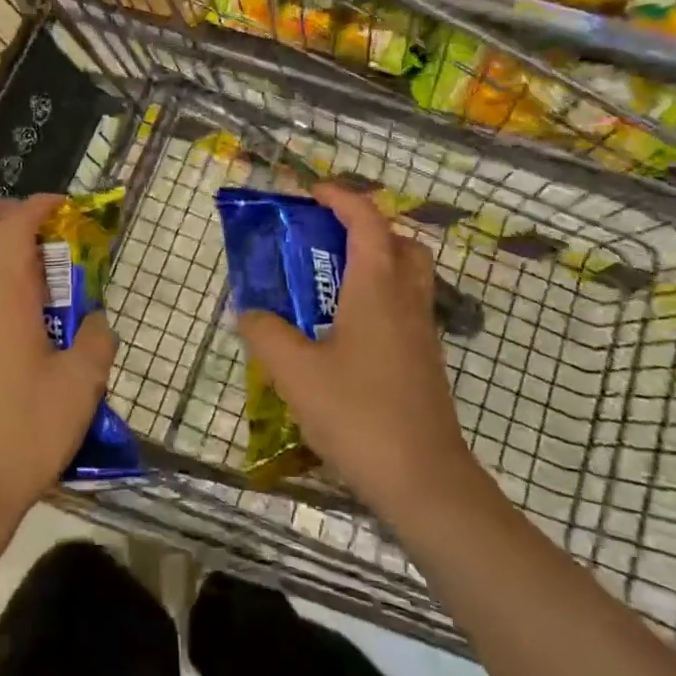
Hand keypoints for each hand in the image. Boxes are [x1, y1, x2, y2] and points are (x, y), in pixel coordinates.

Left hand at [0, 194, 118, 532]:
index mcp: (2, 297)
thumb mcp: (80, 387)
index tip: (61, 205)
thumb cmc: (25, 431)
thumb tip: (94, 321)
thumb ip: (95, 341)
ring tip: (28, 285)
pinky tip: (9, 333)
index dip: (38, 205)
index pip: (14, 226)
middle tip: (25, 221)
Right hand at [236, 183, 487, 538]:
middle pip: (401, 244)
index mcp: (377, 289)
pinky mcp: (424, 365)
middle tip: (327, 240)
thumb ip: (264, 332)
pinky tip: (342, 335)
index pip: (367, 221)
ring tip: (328, 285)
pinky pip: (403, 311)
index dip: (341, 198)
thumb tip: (249, 312)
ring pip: (407, 278)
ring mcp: (421, 335)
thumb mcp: (294, 371)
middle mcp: (406, 302)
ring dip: (374, 265)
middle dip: (367, 229)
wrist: (425, 483)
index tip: (310, 192)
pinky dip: (377, 301)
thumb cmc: (358, 414)